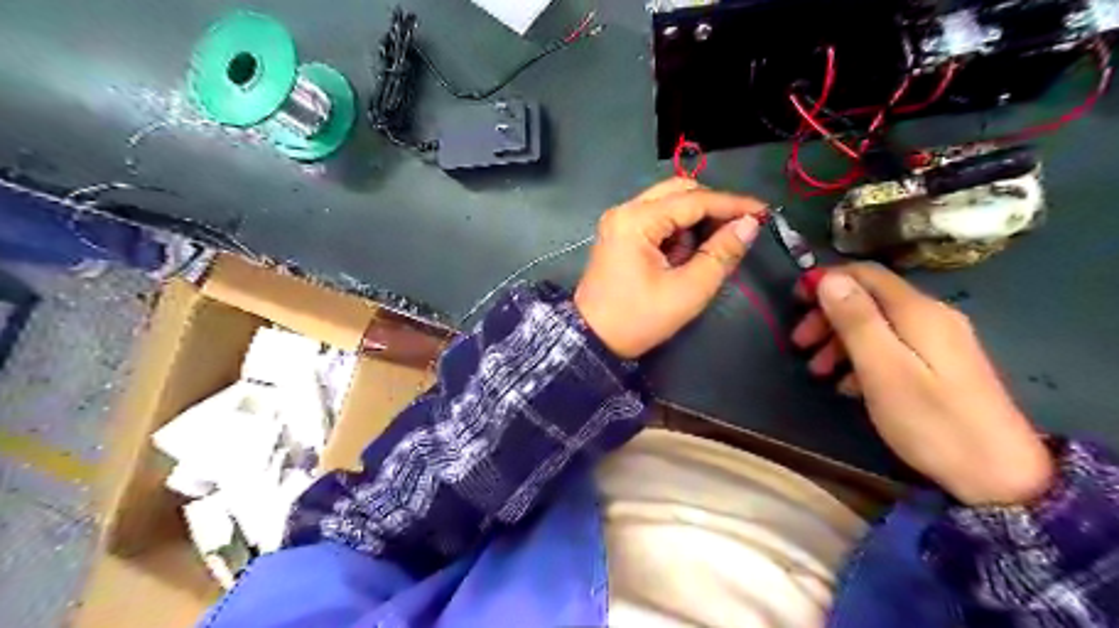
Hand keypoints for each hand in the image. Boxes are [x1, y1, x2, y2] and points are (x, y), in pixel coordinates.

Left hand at [576, 179, 768, 361]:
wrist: (592, 339)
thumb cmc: (638, 319)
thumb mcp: (687, 291)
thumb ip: (721, 254)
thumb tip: (749, 225)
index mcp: (636, 220)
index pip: (694, 200)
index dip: (732, 204)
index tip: (764, 212)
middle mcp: (625, 210)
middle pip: (679, 191)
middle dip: (712, 207)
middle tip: (736, 230)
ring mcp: (620, 221)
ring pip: (668, 203)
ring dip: (693, 221)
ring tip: (704, 254)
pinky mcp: (620, 233)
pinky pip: (657, 219)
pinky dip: (677, 232)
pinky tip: (682, 257)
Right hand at [790, 263, 1054, 505]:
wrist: (1000, 475)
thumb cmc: (931, 421)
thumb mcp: (883, 369)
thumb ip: (856, 320)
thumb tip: (829, 278)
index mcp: (916, 311)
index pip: (864, 274)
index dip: (825, 280)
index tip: (794, 302)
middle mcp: (930, 315)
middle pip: (868, 298)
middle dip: (827, 315)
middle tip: (799, 344)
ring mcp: (937, 340)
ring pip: (876, 324)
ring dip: (839, 340)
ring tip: (818, 371)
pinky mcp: (939, 364)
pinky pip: (889, 346)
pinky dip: (860, 358)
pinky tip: (847, 386)